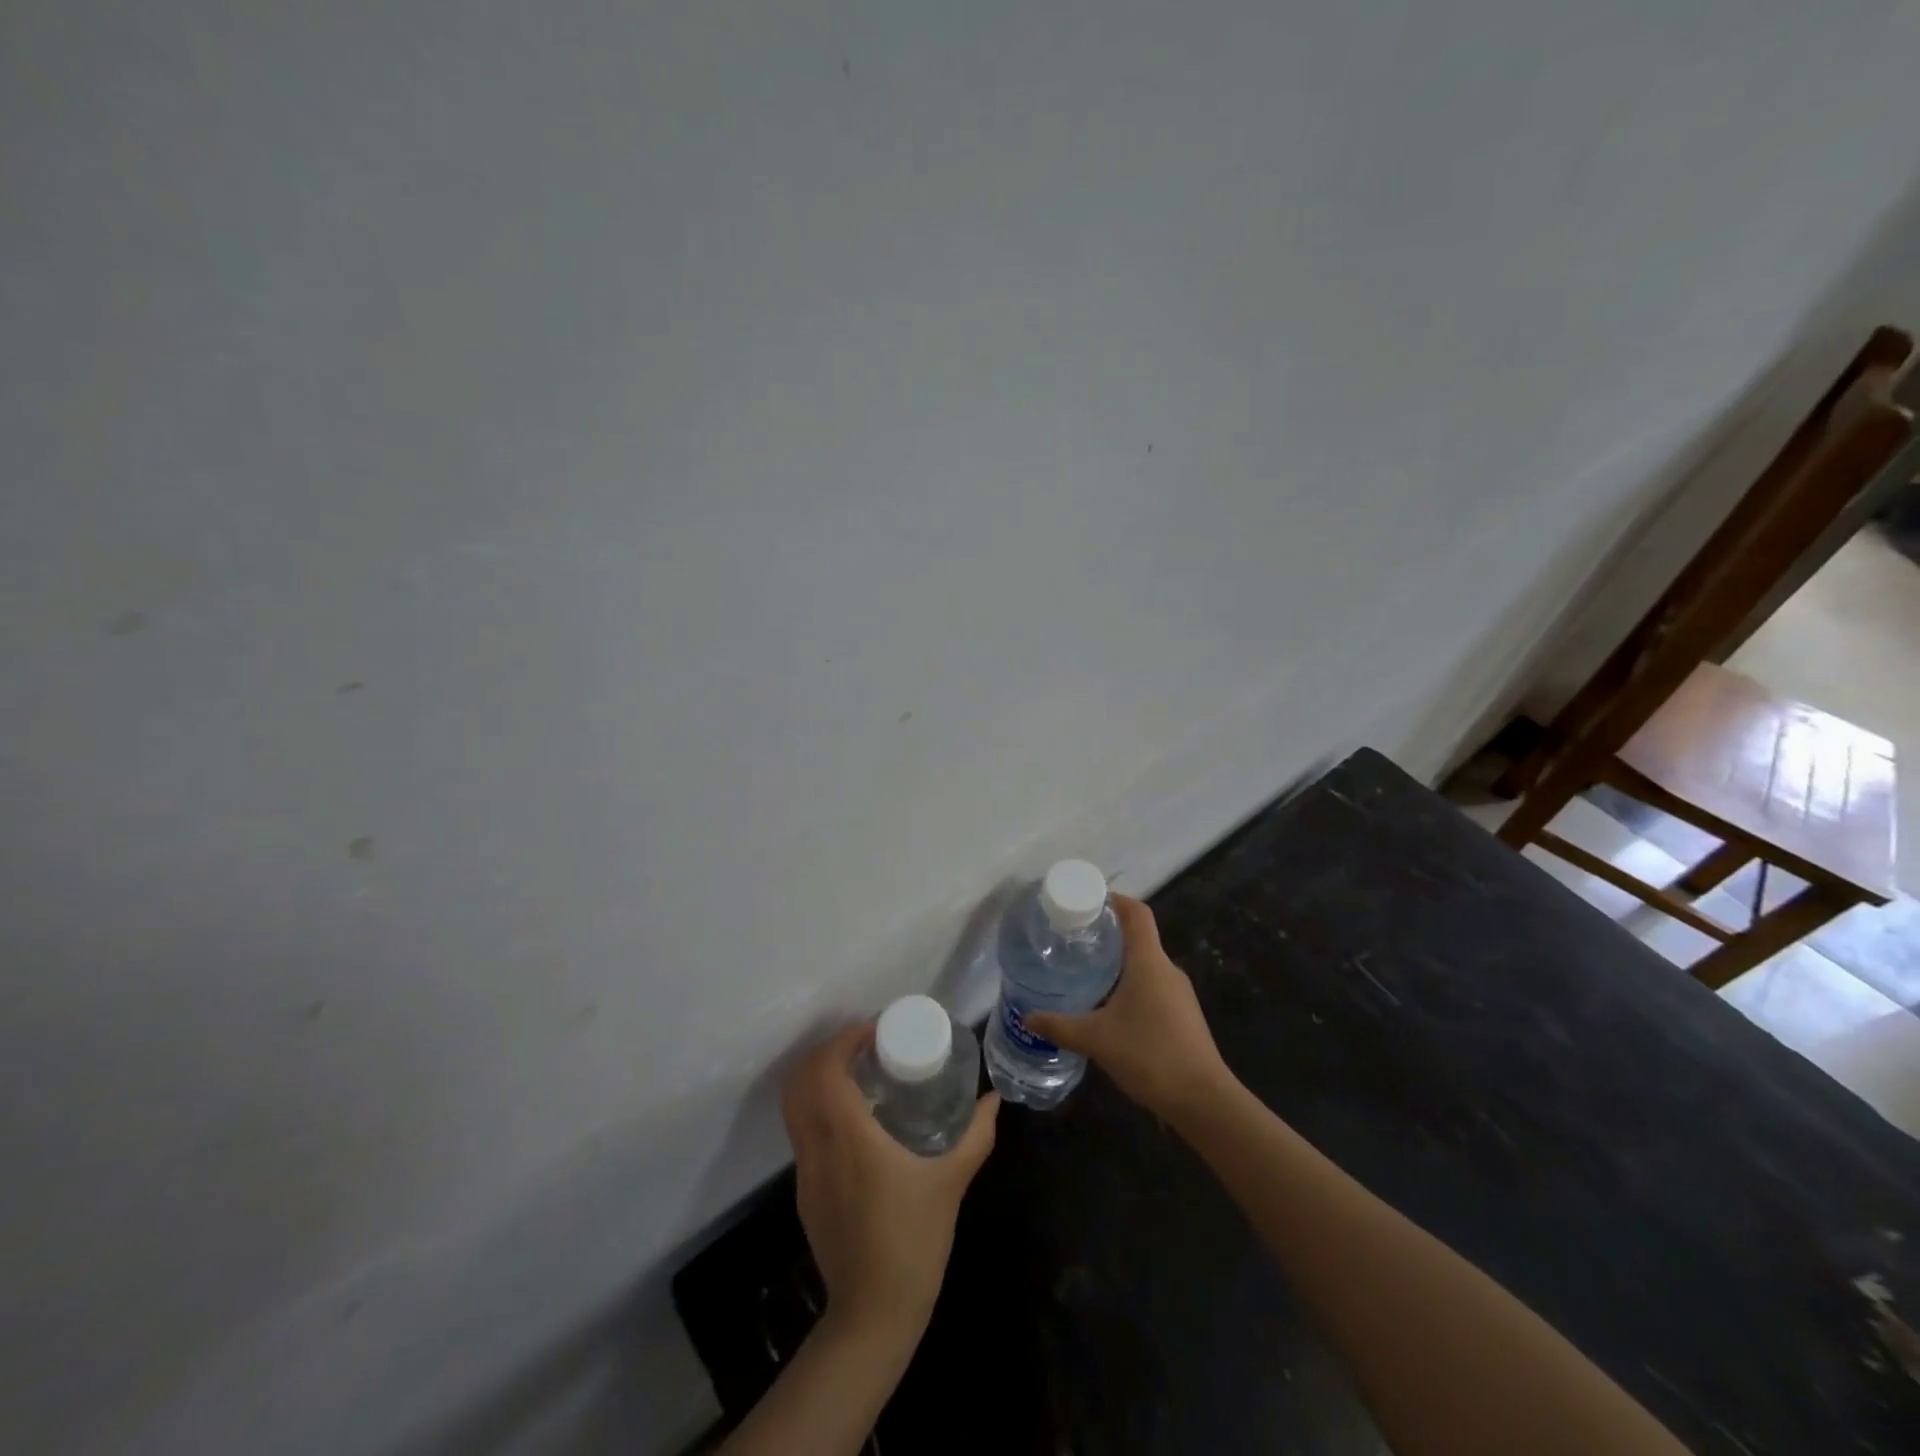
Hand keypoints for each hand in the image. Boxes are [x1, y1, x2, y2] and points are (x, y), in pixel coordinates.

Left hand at [781, 1022, 999, 1339]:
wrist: (873, 1313)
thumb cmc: (913, 1239)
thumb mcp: (952, 1180)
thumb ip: (976, 1134)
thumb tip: (993, 1100)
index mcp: (848, 1135)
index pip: (826, 1068)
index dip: (844, 1039)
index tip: (874, 1031)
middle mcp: (817, 1145)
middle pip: (800, 1079)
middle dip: (828, 1050)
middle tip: (865, 1045)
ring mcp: (804, 1170)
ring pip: (794, 1105)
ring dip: (818, 1076)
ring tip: (857, 1073)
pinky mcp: (804, 1190)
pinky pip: (801, 1130)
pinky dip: (817, 1105)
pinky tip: (853, 1117)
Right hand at [1026, 895, 1232, 1122]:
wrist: (1204, 1100)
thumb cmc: (1150, 1055)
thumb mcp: (1096, 1039)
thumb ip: (1060, 1026)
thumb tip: (1028, 1017)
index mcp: (1149, 962)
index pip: (1137, 913)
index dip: (1115, 900)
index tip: (1088, 901)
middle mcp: (1167, 969)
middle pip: (1139, 937)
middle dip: (1109, 934)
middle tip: (1075, 938)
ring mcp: (1179, 994)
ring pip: (1146, 965)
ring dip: (1119, 962)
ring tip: (1086, 970)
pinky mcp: (1183, 1016)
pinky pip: (1153, 987)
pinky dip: (1130, 985)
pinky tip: (1109, 1007)